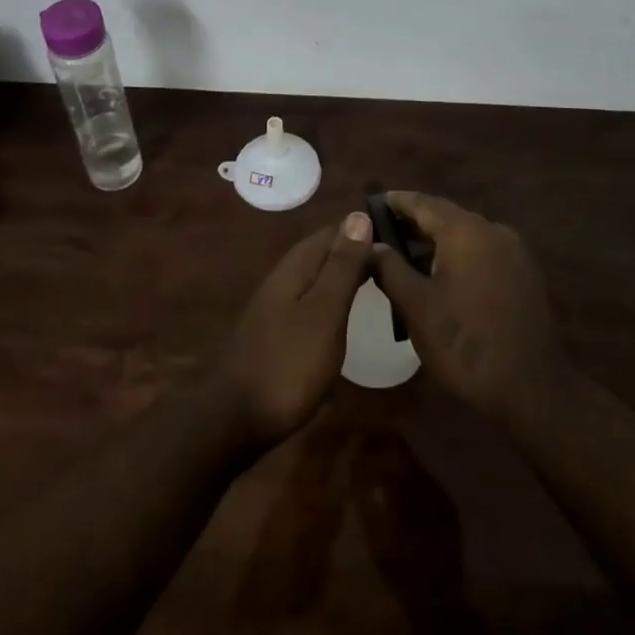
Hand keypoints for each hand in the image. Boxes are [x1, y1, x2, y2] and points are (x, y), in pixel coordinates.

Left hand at [212, 214, 373, 449]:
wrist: (235, 418)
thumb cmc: (289, 363)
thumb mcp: (325, 312)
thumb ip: (342, 266)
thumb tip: (359, 215)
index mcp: (296, 266)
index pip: (334, 231)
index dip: (364, 228)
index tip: (399, 233)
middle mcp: (283, 277)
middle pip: (323, 251)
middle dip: (355, 249)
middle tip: (396, 258)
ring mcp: (275, 305)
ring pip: (316, 275)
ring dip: (343, 272)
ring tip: (377, 280)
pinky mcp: (275, 331)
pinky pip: (310, 299)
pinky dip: (332, 297)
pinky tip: (343, 312)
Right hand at [369, 192, 568, 425]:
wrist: (532, 390)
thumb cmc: (464, 344)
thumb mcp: (416, 307)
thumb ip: (389, 268)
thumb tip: (370, 244)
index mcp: (465, 231)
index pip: (423, 202)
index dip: (396, 202)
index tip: (371, 204)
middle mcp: (493, 230)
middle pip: (446, 216)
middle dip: (415, 222)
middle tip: (383, 233)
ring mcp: (514, 252)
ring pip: (467, 235)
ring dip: (437, 241)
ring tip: (407, 256)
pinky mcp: (525, 275)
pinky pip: (484, 252)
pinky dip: (460, 255)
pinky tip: (443, 277)